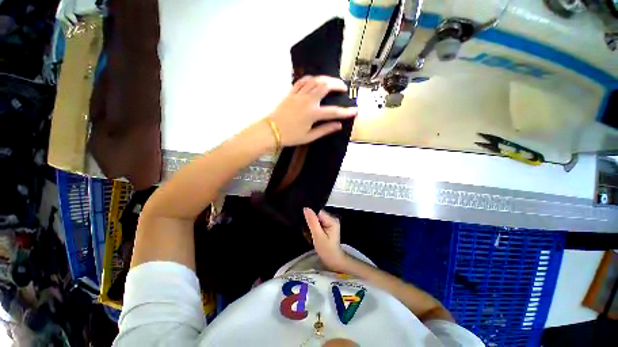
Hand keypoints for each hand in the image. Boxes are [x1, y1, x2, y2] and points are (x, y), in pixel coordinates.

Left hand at [269, 76, 356, 146]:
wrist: (271, 131)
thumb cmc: (291, 136)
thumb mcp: (309, 137)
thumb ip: (325, 130)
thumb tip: (338, 125)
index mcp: (313, 114)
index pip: (334, 111)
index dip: (346, 111)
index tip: (355, 110)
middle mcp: (307, 101)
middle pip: (325, 86)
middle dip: (337, 84)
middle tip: (343, 87)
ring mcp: (298, 95)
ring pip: (315, 80)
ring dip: (326, 78)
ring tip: (332, 82)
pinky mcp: (291, 93)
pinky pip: (302, 81)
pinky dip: (311, 78)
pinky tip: (315, 80)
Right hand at [303, 208, 348, 272]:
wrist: (332, 260)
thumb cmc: (326, 250)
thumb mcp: (318, 236)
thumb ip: (312, 221)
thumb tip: (306, 208)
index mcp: (332, 220)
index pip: (318, 212)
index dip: (310, 216)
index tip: (305, 224)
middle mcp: (332, 218)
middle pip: (316, 214)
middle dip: (310, 222)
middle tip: (308, 233)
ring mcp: (329, 222)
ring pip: (315, 219)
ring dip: (310, 226)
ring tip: (309, 235)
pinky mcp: (327, 226)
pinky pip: (317, 223)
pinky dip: (313, 228)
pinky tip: (312, 235)